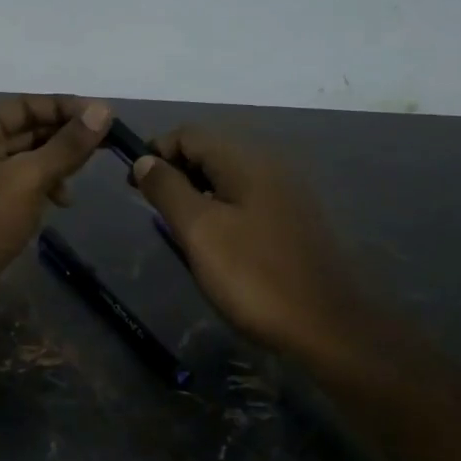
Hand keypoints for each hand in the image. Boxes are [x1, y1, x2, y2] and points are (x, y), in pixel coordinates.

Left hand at [0, 95, 111, 351]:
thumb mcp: (28, 179)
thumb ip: (67, 146)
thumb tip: (103, 110)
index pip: (27, 104)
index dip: (67, 108)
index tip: (106, 119)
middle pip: (26, 130)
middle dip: (64, 138)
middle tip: (106, 148)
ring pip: (25, 161)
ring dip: (55, 166)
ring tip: (77, 184)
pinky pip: (19, 187)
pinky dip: (42, 189)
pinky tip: (60, 204)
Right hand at [131, 126, 385, 370]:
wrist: (327, 327)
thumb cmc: (254, 276)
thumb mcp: (199, 231)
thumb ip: (168, 189)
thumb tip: (144, 160)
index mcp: (247, 161)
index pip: (190, 134)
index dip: (155, 151)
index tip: (133, 185)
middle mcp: (270, 166)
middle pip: (210, 151)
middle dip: (175, 172)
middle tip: (152, 209)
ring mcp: (286, 194)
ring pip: (228, 177)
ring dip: (196, 192)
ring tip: (177, 227)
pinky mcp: (294, 220)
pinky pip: (246, 199)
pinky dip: (220, 208)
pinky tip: (213, 241)